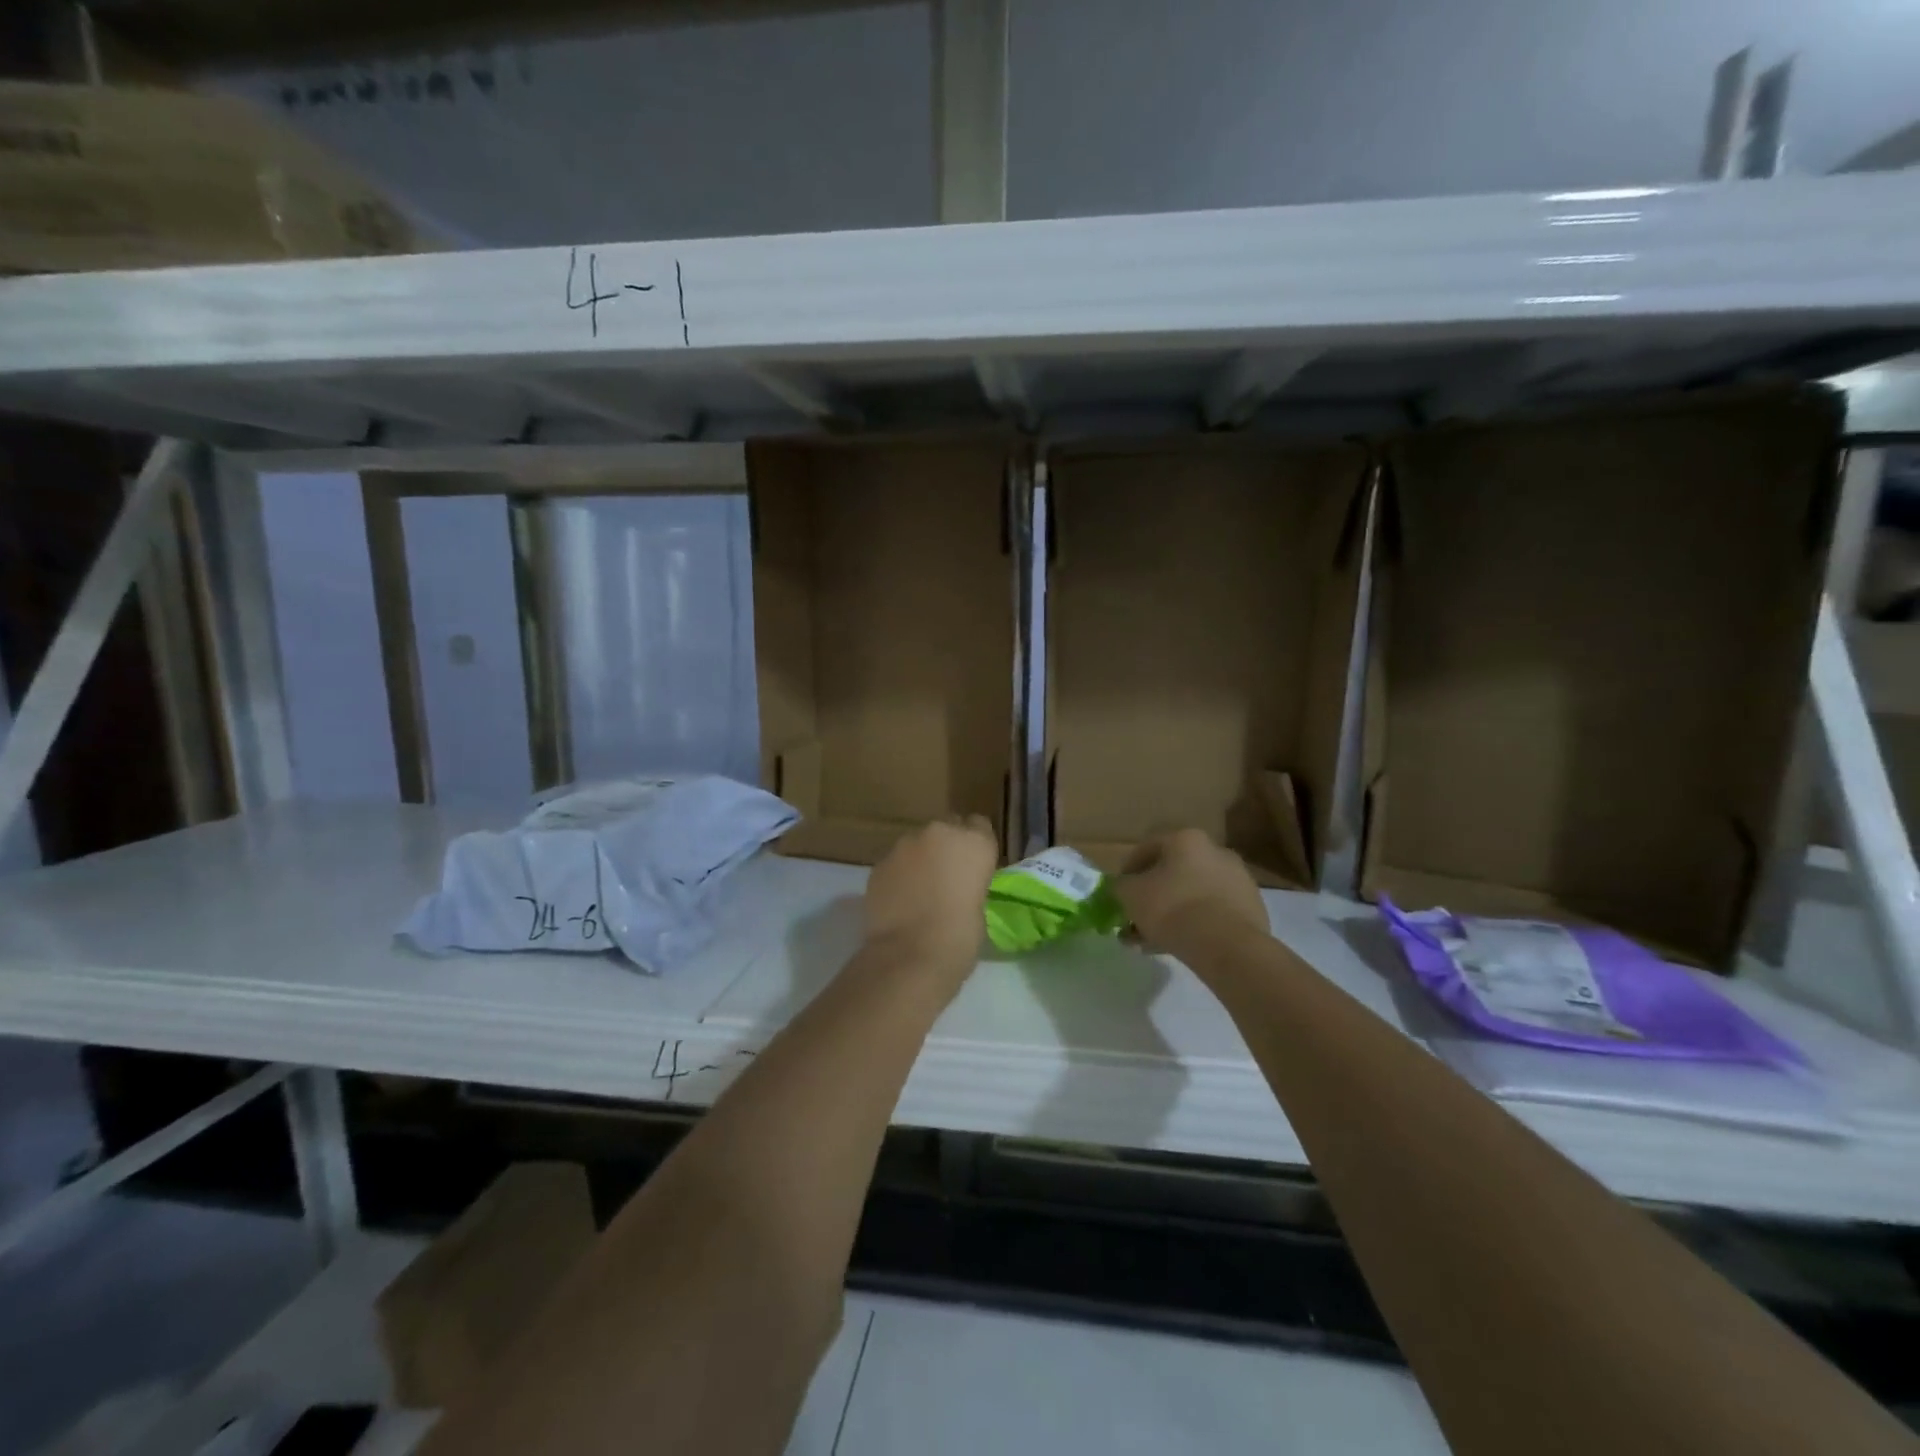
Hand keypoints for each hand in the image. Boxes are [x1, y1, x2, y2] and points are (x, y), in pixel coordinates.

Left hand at [862, 816, 997, 976]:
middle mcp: (940, 833)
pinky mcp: (879, 863)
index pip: (979, 826)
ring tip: (919, 893)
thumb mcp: (979, 906)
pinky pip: (895, 863)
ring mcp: (905, 845)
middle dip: (946, 848)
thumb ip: (969, 884)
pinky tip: (899, 902)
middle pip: (946, 829)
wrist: (909, 956)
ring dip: (920, 860)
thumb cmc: (960, 937)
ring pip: (916, 844)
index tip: (973, 867)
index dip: (975, 846)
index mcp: (975, 842)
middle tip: (946, 879)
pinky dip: (899, 876)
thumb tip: (956, 887)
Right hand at [1115, 829, 1267, 960]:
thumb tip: (1123, 887)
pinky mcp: (1251, 908)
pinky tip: (1178, 947)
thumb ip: (1121, 886)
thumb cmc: (1172, 908)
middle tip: (1135, 921)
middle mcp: (1215, 851)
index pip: (1147, 849)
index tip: (1119, 894)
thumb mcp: (1130, 894)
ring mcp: (1237, 880)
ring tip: (1151, 942)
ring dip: (1170, 915)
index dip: (1128, 872)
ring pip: (1192, 895)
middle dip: (1151, 898)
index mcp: (1186, 839)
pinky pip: (1212, 913)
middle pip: (1172, 874)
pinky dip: (1194, 926)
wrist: (1227, 945)